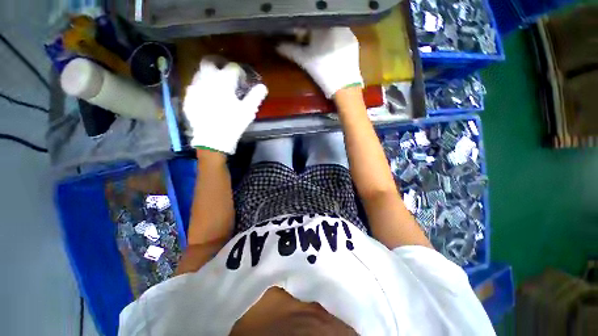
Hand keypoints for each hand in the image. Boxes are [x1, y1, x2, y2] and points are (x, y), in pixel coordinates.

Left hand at [183, 58, 267, 153]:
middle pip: (209, 62)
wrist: (212, 140)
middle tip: (226, 75)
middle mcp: (206, 79)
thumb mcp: (248, 111)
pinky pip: (194, 87)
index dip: (239, 72)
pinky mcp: (188, 99)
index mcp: (223, 81)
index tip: (243, 80)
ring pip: (200, 73)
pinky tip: (207, 100)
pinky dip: (202, 89)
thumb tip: (263, 87)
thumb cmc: (233, 124)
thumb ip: (255, 97)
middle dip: (218, 64)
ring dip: (209, 76)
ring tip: (217, 89)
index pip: (232, 67)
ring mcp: (195, 89)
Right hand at [277, 27, 362, 98]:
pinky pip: (341, 37)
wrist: (345, 86)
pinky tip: (332, 53)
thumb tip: (277, 46)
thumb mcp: (305, 61)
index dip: (302, 30)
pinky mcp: (354, 42)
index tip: (299, 39)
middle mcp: (337, 24)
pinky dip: (335, 41)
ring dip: (324, 37)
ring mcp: (348, 32)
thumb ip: (290, 51)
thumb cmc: (323, 72)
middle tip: (309, 46)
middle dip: (313, 33)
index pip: (309, 23)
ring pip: (332, 30)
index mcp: (323, 25)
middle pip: (321, 25)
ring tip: (321, 51)